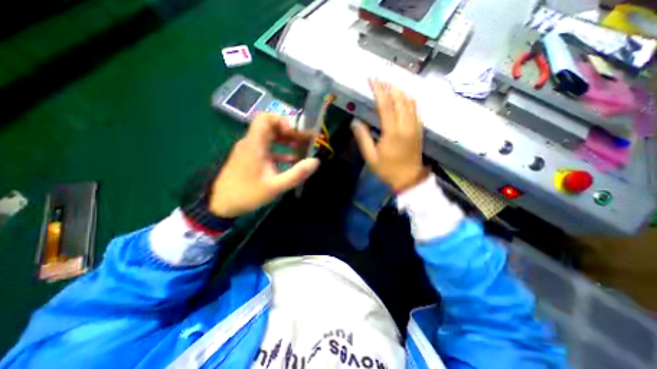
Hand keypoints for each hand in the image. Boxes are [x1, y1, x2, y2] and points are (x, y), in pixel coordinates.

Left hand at [208, 112, 319, 215]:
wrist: (221, 204)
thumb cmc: (248, 194)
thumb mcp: (275, 186)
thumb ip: (296, 174)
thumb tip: (315, 162)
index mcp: (255, 145)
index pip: (265, 118)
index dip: (282, 121)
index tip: (296, 133)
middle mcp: (252, 143)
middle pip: (271, 126)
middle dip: (289, 132)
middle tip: (304, 141)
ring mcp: (250, 150)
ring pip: (270, 137)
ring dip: (286, 141)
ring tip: (301, 149)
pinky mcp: (250, 157)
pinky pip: (267, 148)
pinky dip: (280, 151)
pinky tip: (292, 160)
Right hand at [354, 81, 426, 192]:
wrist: (408, 179)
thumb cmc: (387, 170)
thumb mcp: (371, 157)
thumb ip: (363, 138)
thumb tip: (355, 122)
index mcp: (392, 133)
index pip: (386, 106)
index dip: (378, 91)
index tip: (372, 79)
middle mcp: (406, 126)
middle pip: (400, 99)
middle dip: (390, 86)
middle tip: (380, 78)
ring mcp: (415, 127)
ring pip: (410, 102)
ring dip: (400, 91)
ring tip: (390, 84)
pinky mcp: (419, 130)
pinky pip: (416, 110)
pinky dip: (410, 100)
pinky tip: (404, 97)